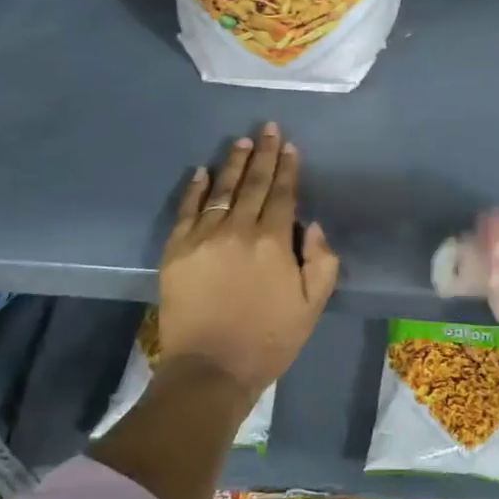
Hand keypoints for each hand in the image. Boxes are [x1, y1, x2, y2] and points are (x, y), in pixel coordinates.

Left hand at [159, 124, 339, 396]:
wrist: (210, 370)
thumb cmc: (268, 340)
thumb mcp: (312, 306)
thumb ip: (322, 261)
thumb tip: (312, 225)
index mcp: (273, 243)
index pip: (283, 194)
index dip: (288, 168)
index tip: (290, 145)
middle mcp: (238, 231)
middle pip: (254, 184)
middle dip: (264, 154)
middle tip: (268, 128)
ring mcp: (203, 238)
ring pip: (221, 191)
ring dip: (233, 164)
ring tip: (241, 142)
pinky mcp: (177, 251)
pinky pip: (187, 211)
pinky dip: (195, 189)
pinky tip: (201, 171)